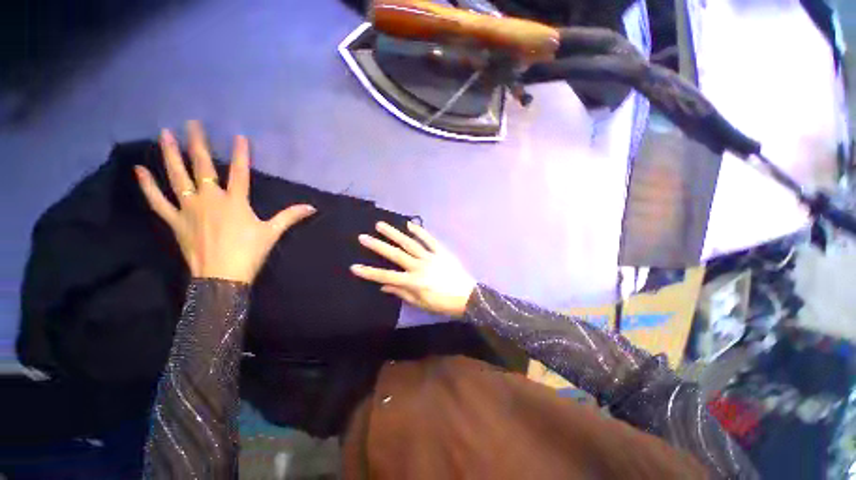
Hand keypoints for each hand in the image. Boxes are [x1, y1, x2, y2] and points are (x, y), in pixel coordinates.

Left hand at [134, 121, 315, 282]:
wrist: (221, 276)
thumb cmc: (249, 252)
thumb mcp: (272, 233)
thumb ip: (290, 216)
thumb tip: (312, 207)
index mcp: (235, 202)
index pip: (240, 172)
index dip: (241, 154)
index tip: (239, 136)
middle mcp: (210, 199)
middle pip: (203, 167)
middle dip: (198, 144)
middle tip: (191, 123)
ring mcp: (189, 208)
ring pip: (177, 177)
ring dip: (170, 155)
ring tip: (165, 134)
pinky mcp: (175, 220)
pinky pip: (158, 200)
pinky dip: (148, 186)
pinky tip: (140, 170)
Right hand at [351, 222, 475, 317]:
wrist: (467, 296)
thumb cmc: (442, 303)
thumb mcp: (420, 303)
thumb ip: (402, 292)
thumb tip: (384, 286)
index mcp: (413, 281)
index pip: (387, 276)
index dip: (370, 272)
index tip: (354, 267)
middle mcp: (419, 266)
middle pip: (395, 255)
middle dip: (378, 246)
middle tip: (363, 237)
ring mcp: (430, 256)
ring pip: (410, 243)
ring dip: (394, 234)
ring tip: (381, 225)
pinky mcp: (441, 251)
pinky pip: (429, 239)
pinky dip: (420, 231)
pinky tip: (409, 223)